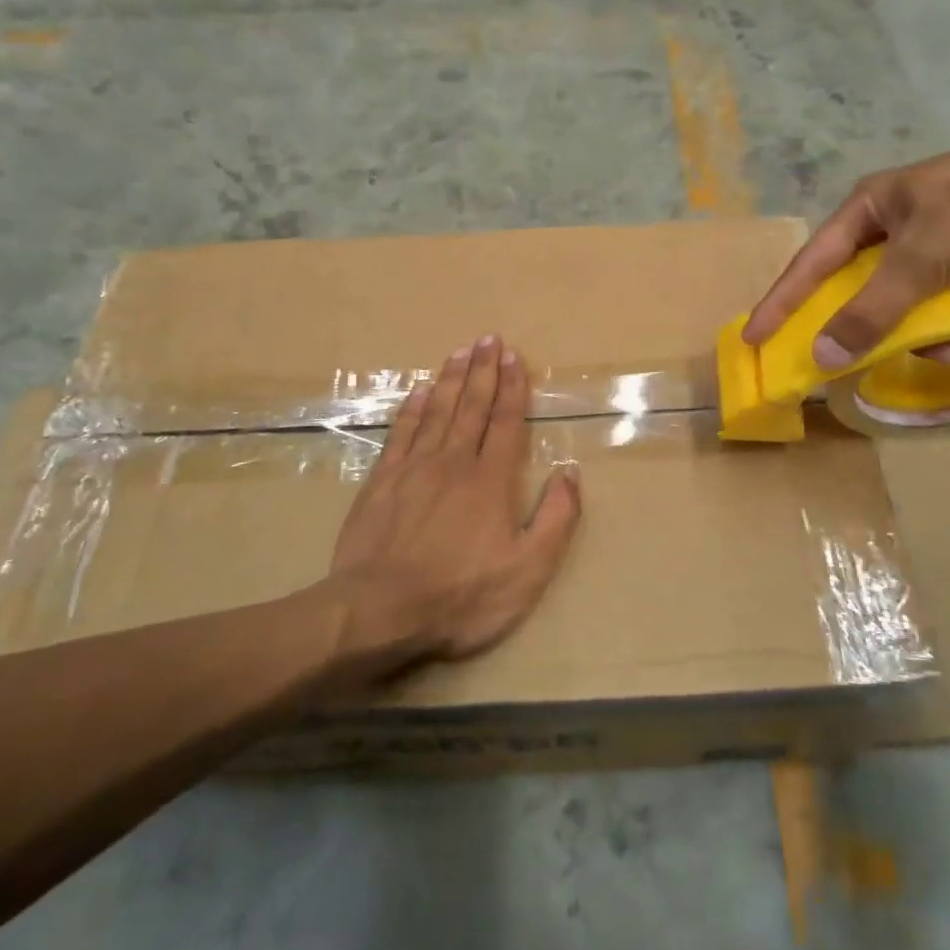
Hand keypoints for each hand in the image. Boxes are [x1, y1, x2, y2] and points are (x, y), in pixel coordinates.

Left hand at [326, 336, 582, 663]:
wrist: (380, 611)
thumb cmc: (461, 595)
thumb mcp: (528, 570)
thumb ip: (555, 519)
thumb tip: (569, 473)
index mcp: (491, 480)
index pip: (506, 422)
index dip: (512, 387)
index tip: (513, 356)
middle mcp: (453, 462)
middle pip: (471, 407)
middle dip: (482, 371)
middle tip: (487, 338)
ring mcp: (413, 469)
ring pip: (436, 412)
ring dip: (449, 380)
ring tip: (458, 352)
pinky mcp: (381, 482)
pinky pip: (400, 434)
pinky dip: (411, 409)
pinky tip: (417, 392)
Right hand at [743, 119, 949, 369]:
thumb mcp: (918, 262)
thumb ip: (869, 312)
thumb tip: (822, 355)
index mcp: (866, 211)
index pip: (810, 264)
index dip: (781, 303)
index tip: (754, 338)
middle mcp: (890, 223)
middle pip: (860, 291)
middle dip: (877, 331)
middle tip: (865, 362)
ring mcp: (929, 239)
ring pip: (907, 304)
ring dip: (931, 337)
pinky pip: (943, 302)